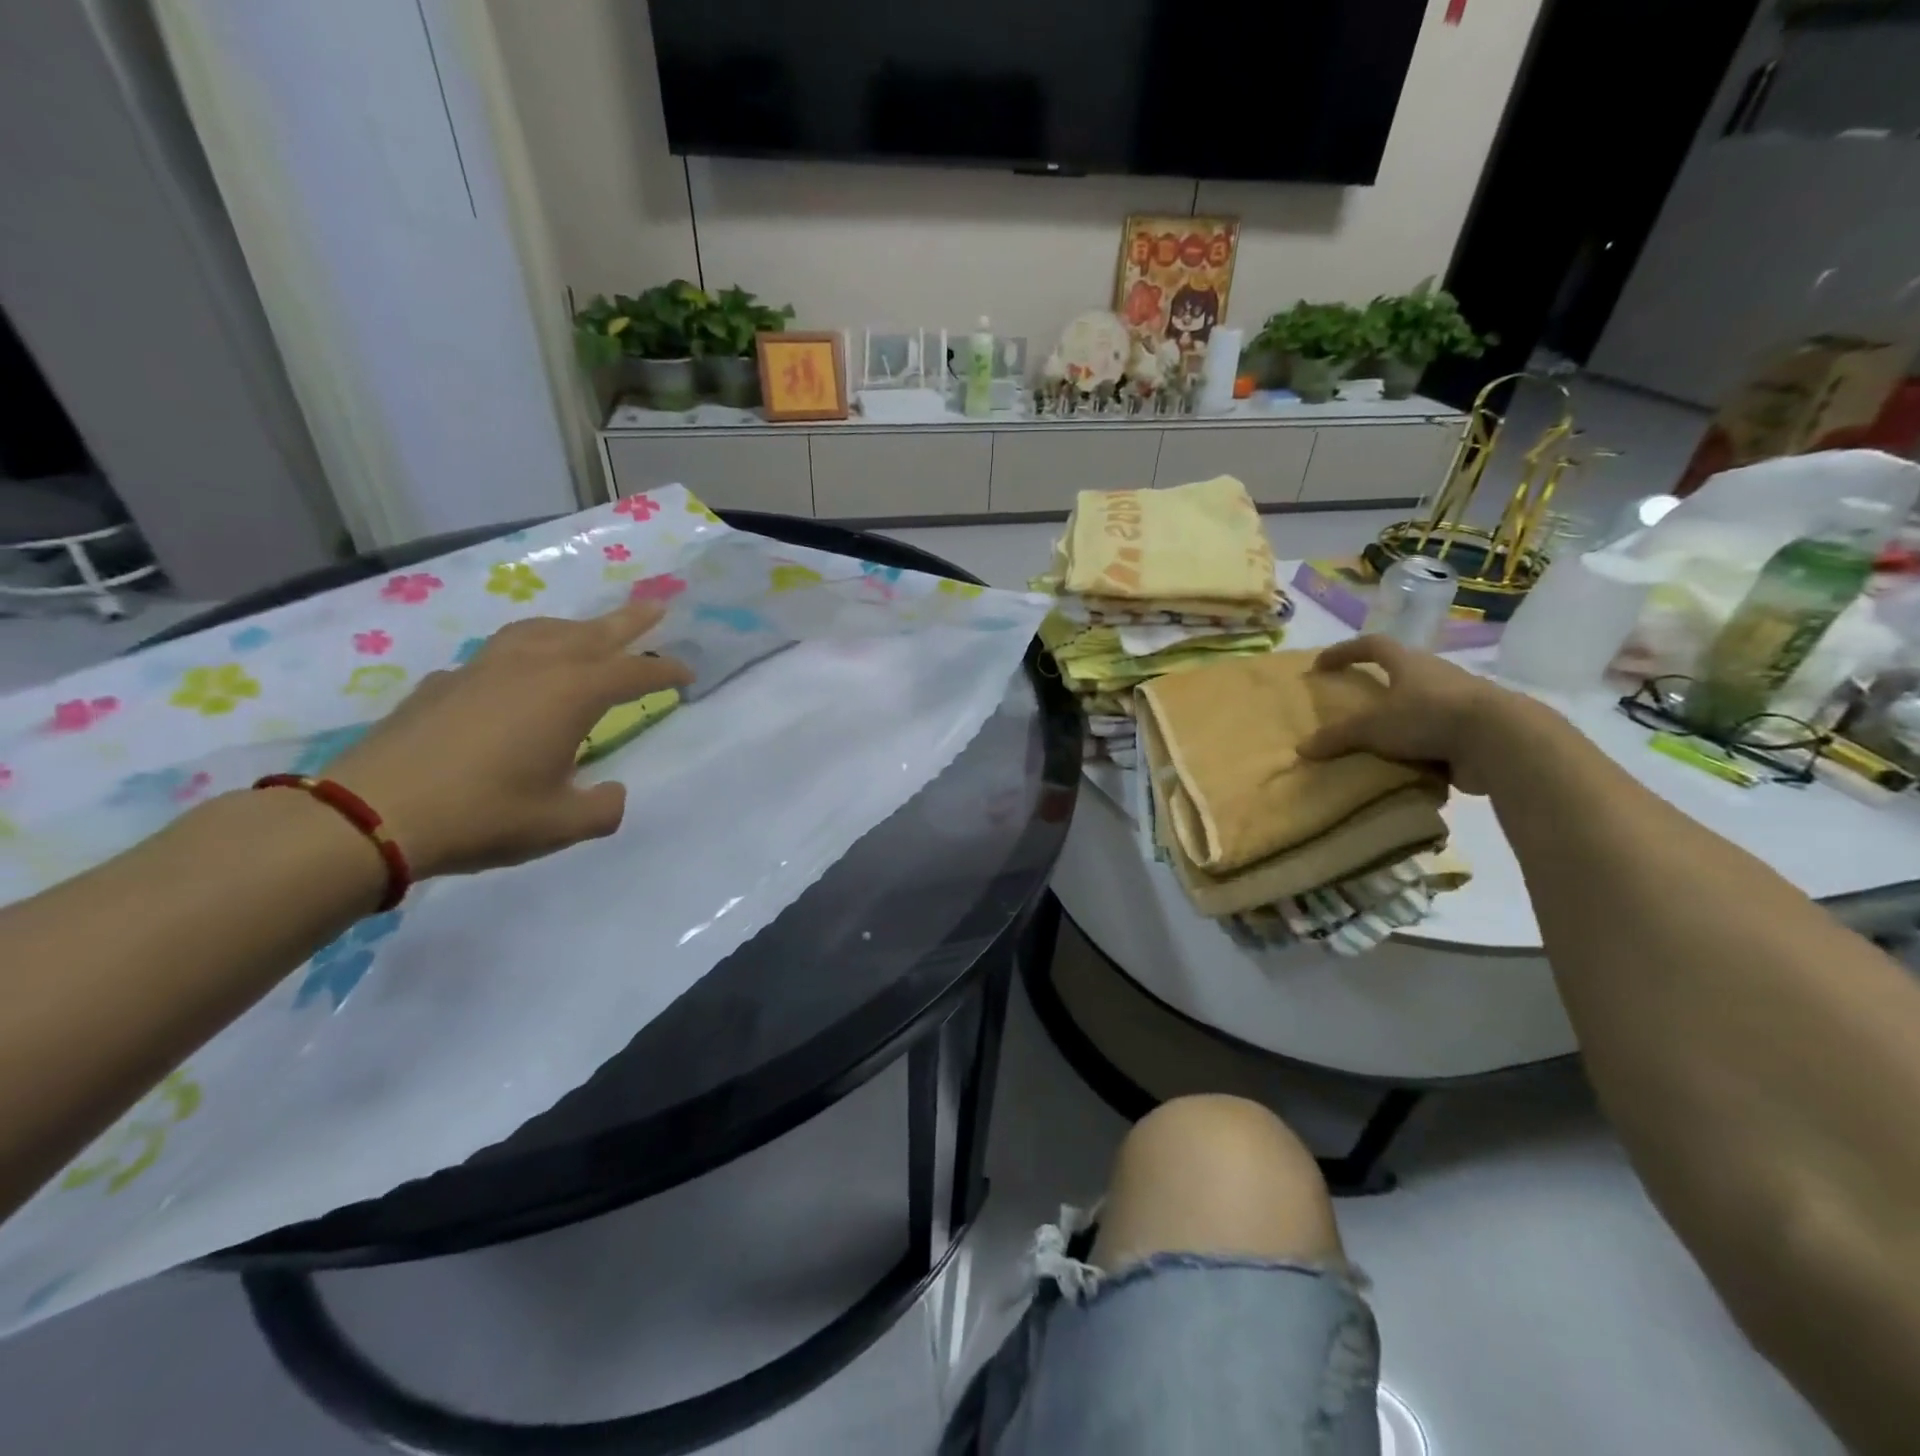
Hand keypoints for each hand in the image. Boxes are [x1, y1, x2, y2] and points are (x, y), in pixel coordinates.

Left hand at [327, 601, 692, 877]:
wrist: (369, 814)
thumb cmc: (483, 815)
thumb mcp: (561, 824)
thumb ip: (603, 809)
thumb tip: (613, 793)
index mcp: (570, 694)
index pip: (633, 672)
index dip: (665, 671)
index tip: (688, 674)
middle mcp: (532, 667)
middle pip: (592, 634)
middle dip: (628, 622)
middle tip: (657, 606)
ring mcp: (483, 668)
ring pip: (541, 631)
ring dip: (575, 628)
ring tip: (589, 632)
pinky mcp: (445, 683)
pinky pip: (499, 653)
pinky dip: (525, 652)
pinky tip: (517, 676)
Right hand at [1296, 635, 1516, 794]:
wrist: (1502, 740)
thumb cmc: (1429, 716)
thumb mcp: (1372, 727)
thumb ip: (1337, 737)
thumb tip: (1302, 749)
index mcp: (1409, 664)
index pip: (1372, 645)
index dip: (1345, 652)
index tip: (1321, 665)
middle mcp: (1435, 677)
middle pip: (1401, 674)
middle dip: (1377, 689)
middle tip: (1353, 707)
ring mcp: (1459, 704)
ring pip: (1421, 708)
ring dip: (1400, 723)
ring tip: (1376, 744)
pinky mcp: (1473, 732)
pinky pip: (1438, 739)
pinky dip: (1420, 751)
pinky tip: (1404, 770)